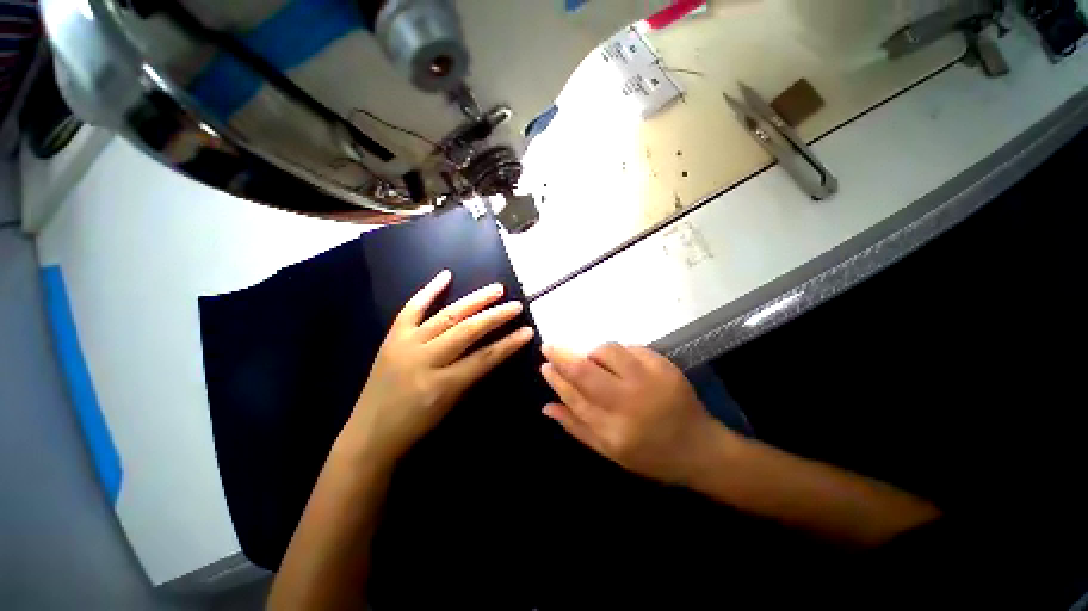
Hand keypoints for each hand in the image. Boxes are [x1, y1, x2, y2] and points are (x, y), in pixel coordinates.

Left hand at [348, 270, 534, 461]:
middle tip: (516, 305)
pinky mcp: (392, 337)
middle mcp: (425, 360)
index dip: (509, 343)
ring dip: (474, 301)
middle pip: (467, 331)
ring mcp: (406, 345)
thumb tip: (494, 348)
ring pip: (446, 316)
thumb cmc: (416, 425)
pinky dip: (429, 291)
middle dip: (495, 316)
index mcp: (443, 384)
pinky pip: (411, 309)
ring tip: (496, 290)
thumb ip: (472, 374)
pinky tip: (446, 275)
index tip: (528, 331)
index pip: (484, 357)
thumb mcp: (451, 405)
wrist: (369, 433)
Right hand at [540, 343, 730, 484]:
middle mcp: (629, 401)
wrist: (700, 448)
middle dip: (562, 355)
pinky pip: (630, 348)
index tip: (544, 365)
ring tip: (595, 363)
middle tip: (550, 347)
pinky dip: (618, 353)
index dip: (556, 378)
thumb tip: (545, 406)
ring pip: (607, 350)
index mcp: (614, 429)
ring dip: (593, 354)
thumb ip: (576, 427)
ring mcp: (649, 379)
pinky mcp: (664, 365)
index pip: (574, 396)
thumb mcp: (610, 452)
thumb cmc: (650, 455)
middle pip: (585, 369)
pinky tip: (621, 366)